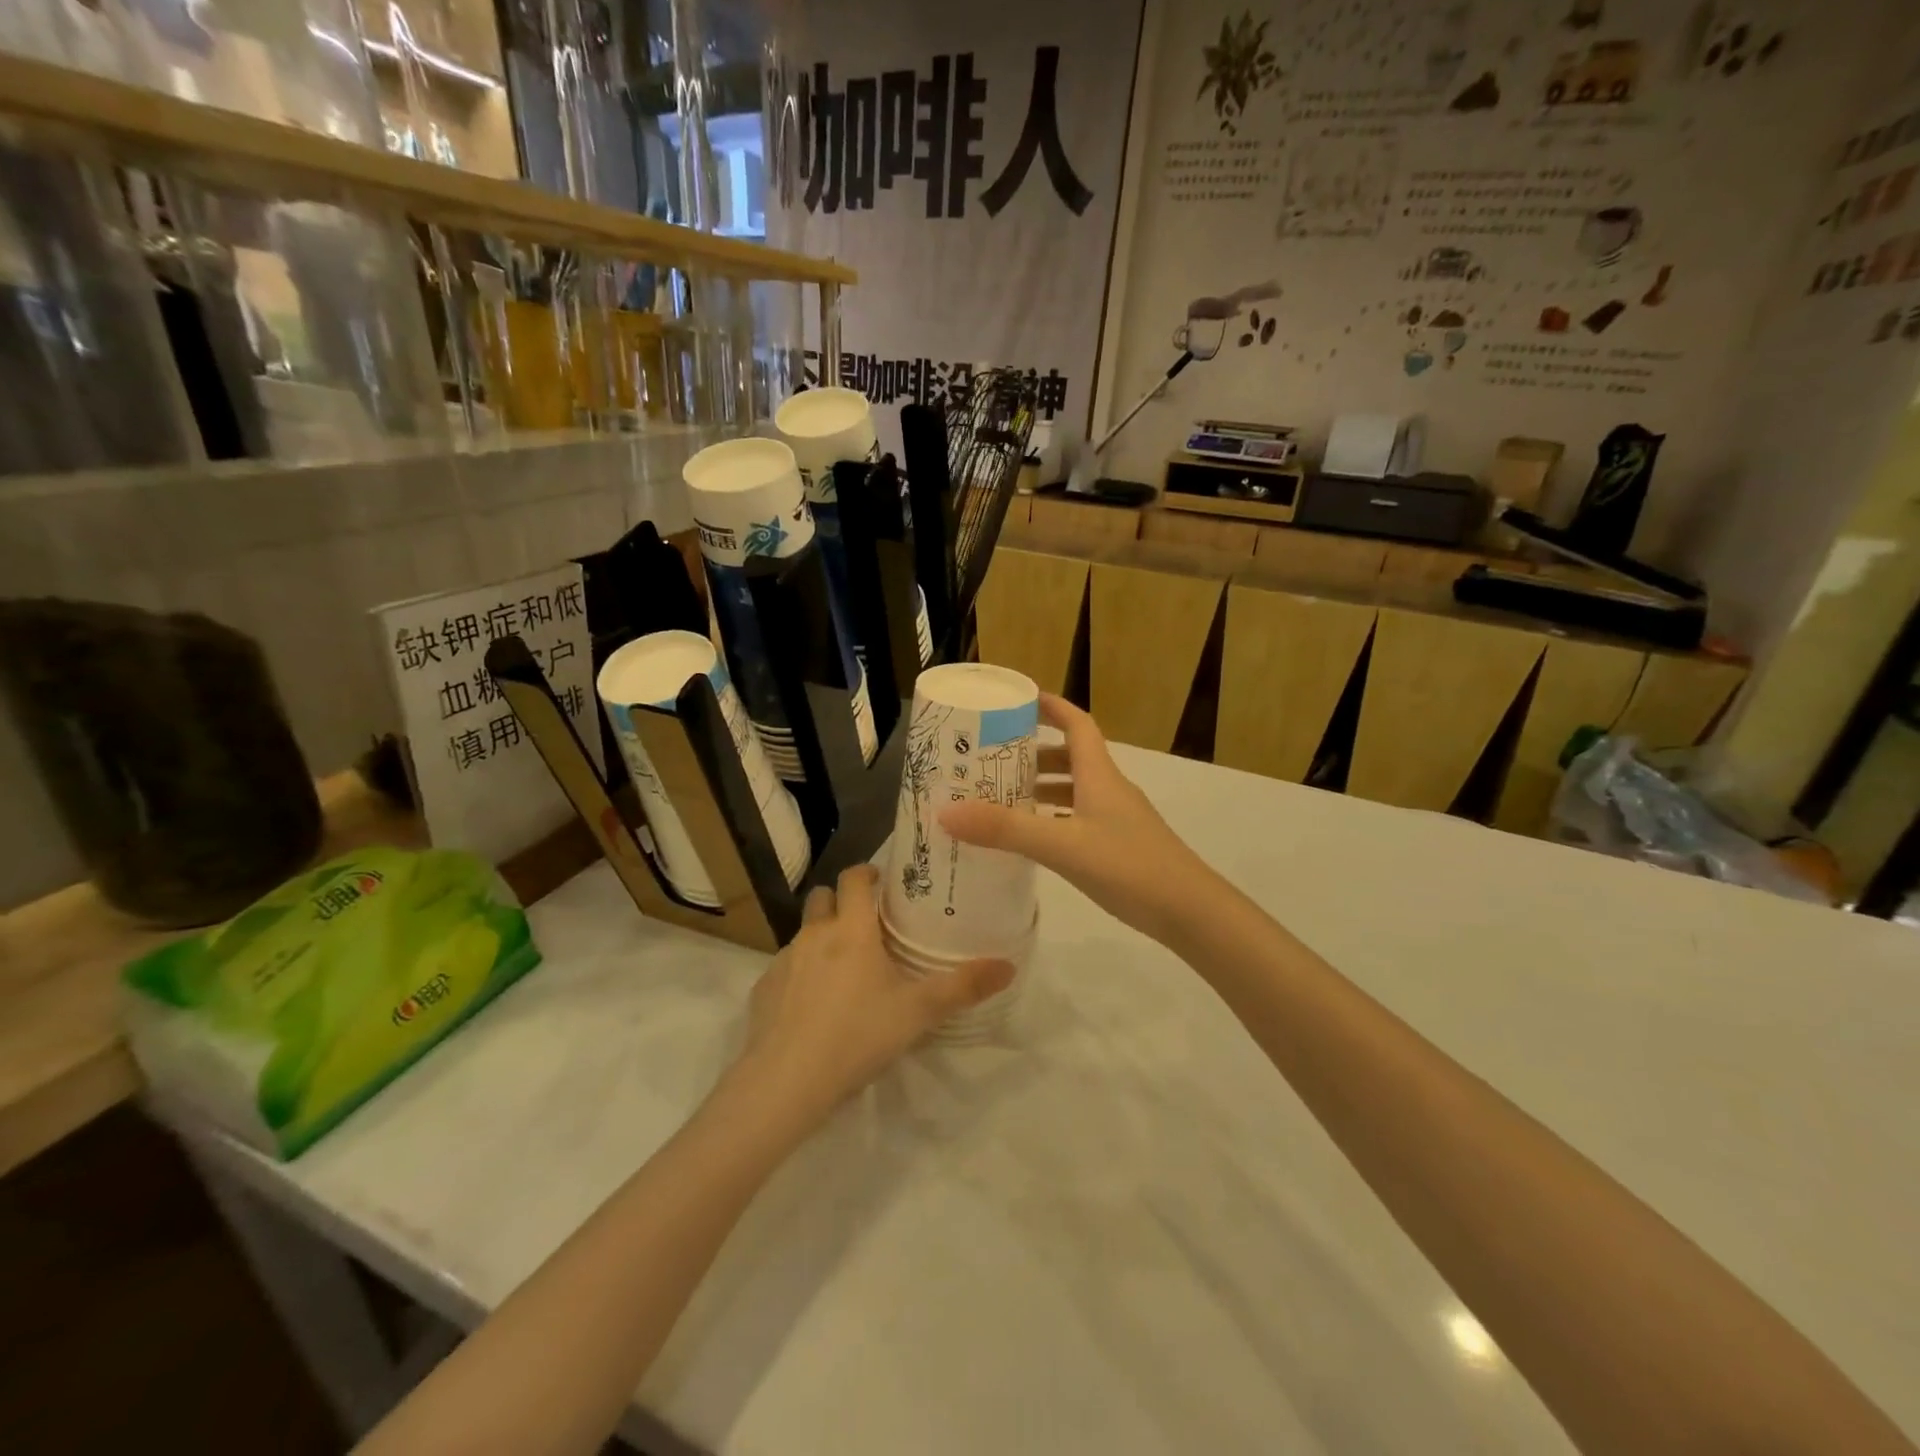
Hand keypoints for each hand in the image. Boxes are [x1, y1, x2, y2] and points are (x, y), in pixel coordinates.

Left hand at [737, 865, 1013, 1127]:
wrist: (786, 1082)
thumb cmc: (858, 1035)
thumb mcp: (918, 1013)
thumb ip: (963, 987)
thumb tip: (1008, 966)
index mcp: (851, 929)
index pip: (853, 877)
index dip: (867, 873)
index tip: (884, 884)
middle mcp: (814, 934)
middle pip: (822, 897)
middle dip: (842, 901)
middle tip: (868, 925)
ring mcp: (783, 961)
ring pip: (804, 934)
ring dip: (822, 939)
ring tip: (845, 971)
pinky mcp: (763, 990)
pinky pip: (786, 969)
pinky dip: (801, 974)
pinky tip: (815, 1008)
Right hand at [939, 694, 1217, 943]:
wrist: (1190, 912)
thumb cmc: (1129, 866)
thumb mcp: (1063, 846)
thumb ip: (1006, 830)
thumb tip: (946, 811)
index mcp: (1099, 775)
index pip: (1077, 723)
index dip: (1050, 706)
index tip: (1017, 701)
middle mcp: (1109, 789)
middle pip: (1070, 757)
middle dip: (1033, 754)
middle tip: (991, 760)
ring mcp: (1117, 819)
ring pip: (1074, 791)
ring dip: (1041, 789)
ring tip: (1001, 798)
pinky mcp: (1119, 846)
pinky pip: (1078, 819)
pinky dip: (1052, 819)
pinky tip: (1031, 839)